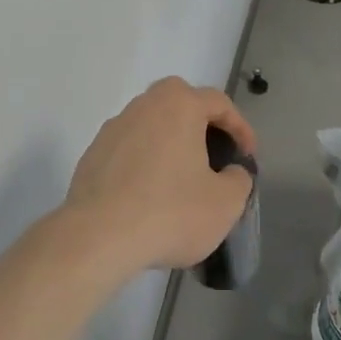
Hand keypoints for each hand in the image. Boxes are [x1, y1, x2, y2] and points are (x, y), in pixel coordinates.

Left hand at [60, 78, 256, 277]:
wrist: (98, 236)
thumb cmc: (170, 212)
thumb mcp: (225, 203)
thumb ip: (239, 180)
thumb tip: (231, 172)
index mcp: (179, 105)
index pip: (219, 103)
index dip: (240, 128)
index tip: (247, 156)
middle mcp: (145, 105)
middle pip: (180, 103)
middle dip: (201, 124)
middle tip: (214, 155)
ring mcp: (114, 127)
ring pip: (152, 124)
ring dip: (170, 142)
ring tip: (181, 178)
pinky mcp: (93, 153)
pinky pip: (129, 148)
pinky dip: (144, 162)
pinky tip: (149, 194)